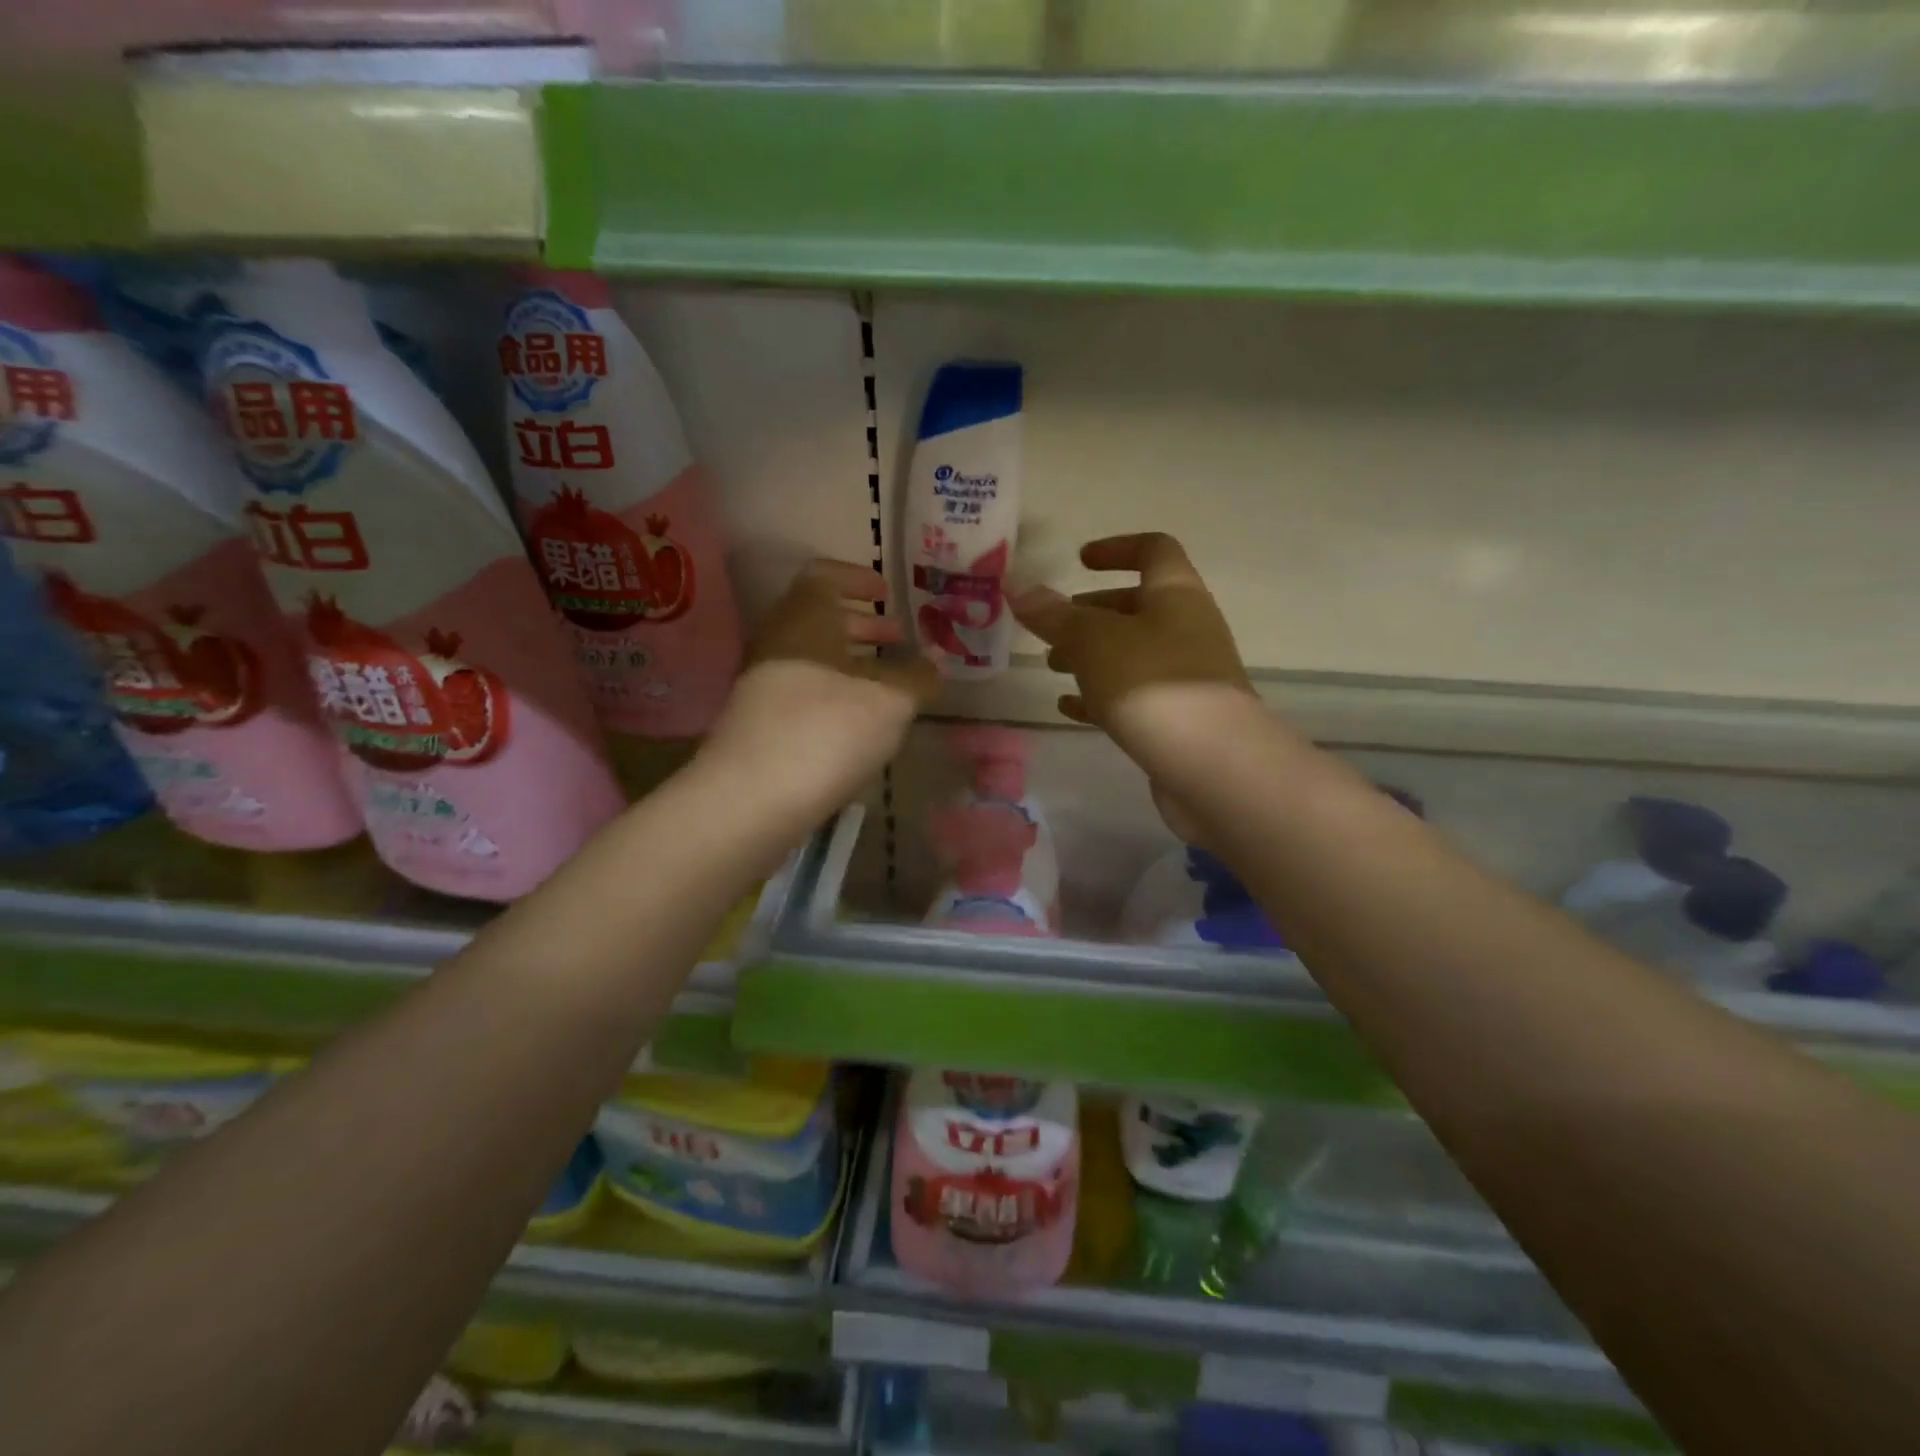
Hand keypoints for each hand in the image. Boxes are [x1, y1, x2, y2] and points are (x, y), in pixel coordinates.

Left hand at [701, 560, 937, 826]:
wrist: (754, 796)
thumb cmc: (829, 728)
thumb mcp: (892, 701)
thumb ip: (919, 676)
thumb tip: (937, 661)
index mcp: (805, 616)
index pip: (824, 574)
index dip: (857, 579)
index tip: (886, 593)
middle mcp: (778, 640)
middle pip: (819, 618)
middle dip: (862, 625)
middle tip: (898, 640)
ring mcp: (764, 682)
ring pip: (812, 657)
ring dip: (851, 662)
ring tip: (888, 684)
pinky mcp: (760, 721)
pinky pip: (803, 690)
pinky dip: (834, 692)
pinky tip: (860, 721)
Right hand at [1012, 532, 1257, 794]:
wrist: (1213, 766)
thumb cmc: (1152, 684)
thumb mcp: (1093, 642)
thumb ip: (1054, 615)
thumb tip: (1017, 586)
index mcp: (1175, 595)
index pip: (1153, 550)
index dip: (1116, 548)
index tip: (1079, 561)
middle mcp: (1187, 628)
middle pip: (1138, 605)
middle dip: (1092, 612)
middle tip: (1053, 626)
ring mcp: (1186, 676)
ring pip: (1132, 653)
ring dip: (1092, 654)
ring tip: (1052, 667)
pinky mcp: (1179, 718)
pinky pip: (1133, 695)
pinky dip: (1100, 695)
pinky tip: (1068, 707)